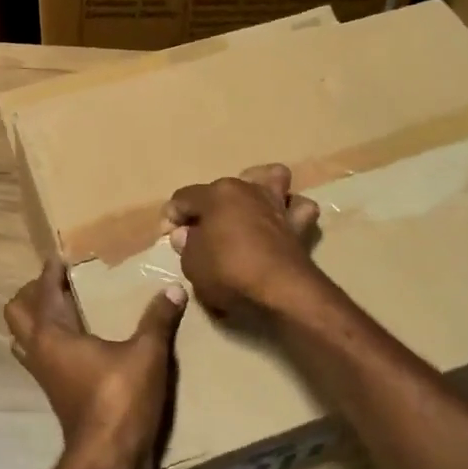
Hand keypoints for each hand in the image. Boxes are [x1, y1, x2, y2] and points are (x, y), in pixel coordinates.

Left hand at [4, 259, 186, 468]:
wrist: (108, 458)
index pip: (44, 289)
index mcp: (52, 333)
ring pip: (24, 337)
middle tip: (63, 282)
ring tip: (67, 307)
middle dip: (34, 293)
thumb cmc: (120, 398)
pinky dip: (51, 341)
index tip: (63, 254)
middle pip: (17, 312)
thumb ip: (158, 319)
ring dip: (37, 319)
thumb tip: (175, 289)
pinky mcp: (55, 391)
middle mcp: (39, 350)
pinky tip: (81, 341)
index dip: (52, 270)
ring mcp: (43, 374)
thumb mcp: (146, 354)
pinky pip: (40, 355)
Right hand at [162, 163, 321, 315]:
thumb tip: (186, 235)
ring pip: (272, 178)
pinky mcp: (298, 224)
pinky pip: (299, 208)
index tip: (168, 237)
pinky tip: (282, 223)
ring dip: (261, 188)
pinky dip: (291, 211)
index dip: (172, 217)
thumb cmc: (228, 272)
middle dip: (209, 206)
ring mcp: (276, 203)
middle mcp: (247, 190)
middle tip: (201, 233)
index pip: (184, 198)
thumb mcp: (192, 263)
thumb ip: (187, 245)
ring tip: (249, 209)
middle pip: (222, 188)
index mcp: (216, 194)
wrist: (280, 291)